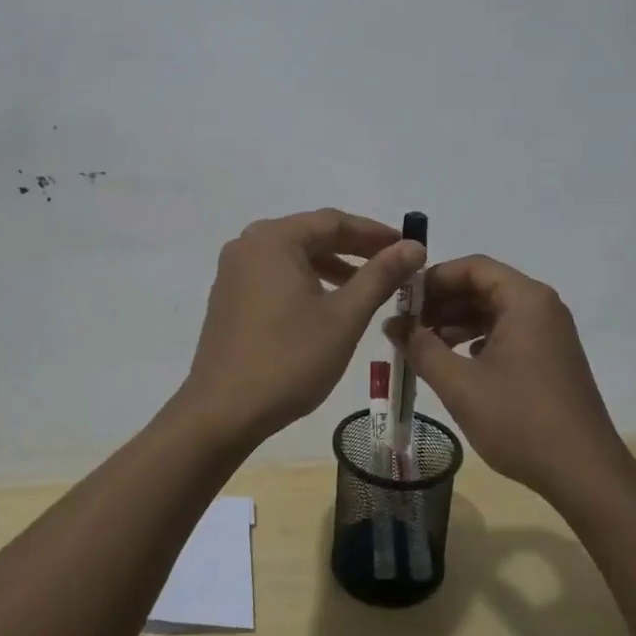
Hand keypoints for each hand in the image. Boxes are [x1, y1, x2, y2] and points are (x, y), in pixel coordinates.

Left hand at [174, 209, 425, 452]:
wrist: (222, 414)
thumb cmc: (288, 360)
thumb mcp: (344, 316)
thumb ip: (381, 275)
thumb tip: (414, 246)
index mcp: (274, 239)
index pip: (334, 222)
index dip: (375, 233)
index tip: (409, 246)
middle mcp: (249, 244)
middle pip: (312, 236)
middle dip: (355, 250)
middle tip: (394, 266)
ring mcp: (234, 271)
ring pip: (294, 257)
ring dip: (332, 267)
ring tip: (367, 287)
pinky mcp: (229, 297)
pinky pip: (276, 276)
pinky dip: (307, 282)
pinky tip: (328, 305)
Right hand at [390, 255, 623, 503]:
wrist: (585, 475)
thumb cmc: (520, 421)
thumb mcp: (460, 384)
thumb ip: (421, 348)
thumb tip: (393, 325)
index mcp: (525, 300)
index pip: (472, 267)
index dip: (434, 278)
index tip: (402, 299)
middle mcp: (542, 306)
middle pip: (483, 286)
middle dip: (442, 302)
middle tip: (406, 324)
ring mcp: (550, 333)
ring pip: (494, 311)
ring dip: (457, 322)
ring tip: (423, 345)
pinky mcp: (551, 358)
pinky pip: (508, 332)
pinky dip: (478, 339)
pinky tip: (456, 362)